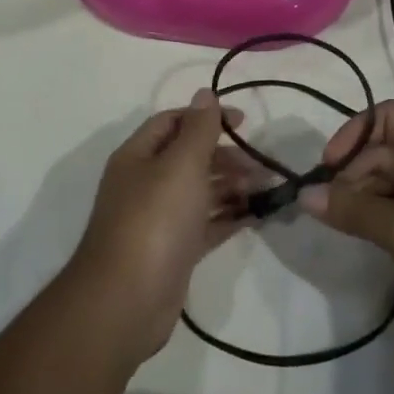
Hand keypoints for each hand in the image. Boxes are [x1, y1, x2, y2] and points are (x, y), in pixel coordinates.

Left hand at [67, 90, 252, 363]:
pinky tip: (257, 216)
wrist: (126, 301)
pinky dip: (229, 217)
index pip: (172, 122)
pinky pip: (205, 225)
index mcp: (138, 156)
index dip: (206, 117)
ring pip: (200, 192)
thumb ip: (198, 129)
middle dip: (226, 157)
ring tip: (267, 190)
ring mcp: (158, 220)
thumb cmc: (154, 221)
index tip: (244, 123)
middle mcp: (145, 183)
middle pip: (189, 158)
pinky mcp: (173, 251)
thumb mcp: (180, 165)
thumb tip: (205, 92)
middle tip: (262, 166)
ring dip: (232, 187)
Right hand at [303, 102, 393, 347]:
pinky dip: (388, 217)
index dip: (353, 134)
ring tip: (349, 229)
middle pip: (385, 150)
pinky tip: (376, 242)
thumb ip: (351, 208)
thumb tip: (306, 195)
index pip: (385, 115)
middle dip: (354, 174)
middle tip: (331, 211)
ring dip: (368, 198)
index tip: (329, 170)